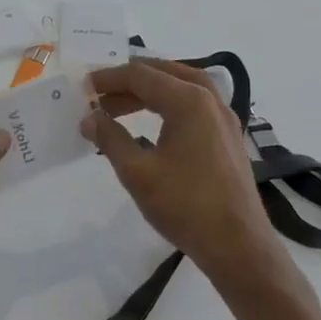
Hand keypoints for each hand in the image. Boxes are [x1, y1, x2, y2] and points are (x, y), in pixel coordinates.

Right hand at [82, 60, 299, 292]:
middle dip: (128, 82)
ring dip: (148, 92)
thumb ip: (110, 138)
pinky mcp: (228, 138)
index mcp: (188, 102)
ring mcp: (224, 119)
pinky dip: (168, 105)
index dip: (108, 78)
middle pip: (164, 74)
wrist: (237, 245)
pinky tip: (151, 125)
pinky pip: (194, 106)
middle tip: (99, 96)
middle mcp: (210, 101)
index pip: (141, 75)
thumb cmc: (184, 205)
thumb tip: (89, 118)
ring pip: (182, 88)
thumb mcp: (136, 171)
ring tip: (118, 108)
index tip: (83, 88)